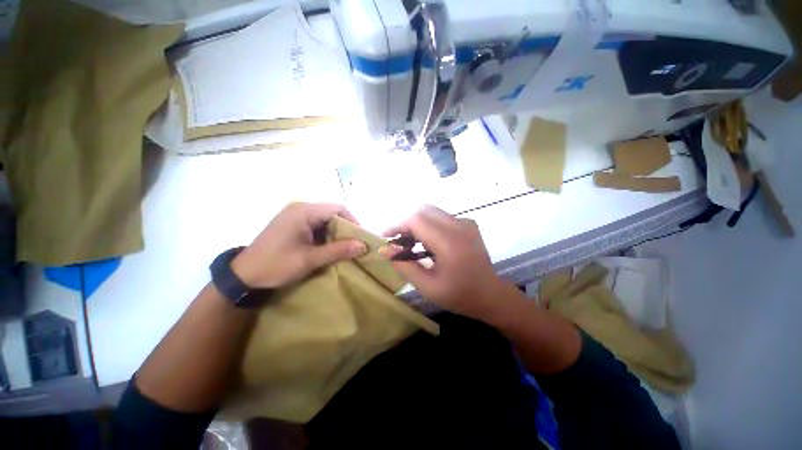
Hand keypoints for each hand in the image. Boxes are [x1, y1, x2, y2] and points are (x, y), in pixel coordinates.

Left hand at [231, 203, 366, 288]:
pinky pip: (316, 224)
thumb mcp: (309, 259)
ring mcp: (295, 215)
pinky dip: (326, 234)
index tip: (361, 238)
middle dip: (346, 228)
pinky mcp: (293, 223)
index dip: (353, 222)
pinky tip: (329, 246)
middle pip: (332, 212)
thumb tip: (363, 245)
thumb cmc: (276, 265)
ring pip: (326, 219)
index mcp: (304, 212)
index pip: (338, 209)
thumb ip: (338, 250)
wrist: (243, 275)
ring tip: (345, 247)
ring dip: (336, 232)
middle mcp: (300, 208)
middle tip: (355, 244)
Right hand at [381, 205, 519, 321]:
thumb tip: (385, 249)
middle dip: (406, 223)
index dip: (397, 224)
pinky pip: (441, 217)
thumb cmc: (459, 295)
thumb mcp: (427, 286)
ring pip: (431, 212)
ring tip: (410, 245)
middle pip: (423, 210)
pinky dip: (428, 226)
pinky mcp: (468, 224)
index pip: (417, 220)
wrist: (491, 294)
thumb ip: (404, 265)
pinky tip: (427, 244)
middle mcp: (459, 226)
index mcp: (450, 242)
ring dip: (417, 224)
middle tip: (399, 242)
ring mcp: (465, 222)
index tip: (386, 236)